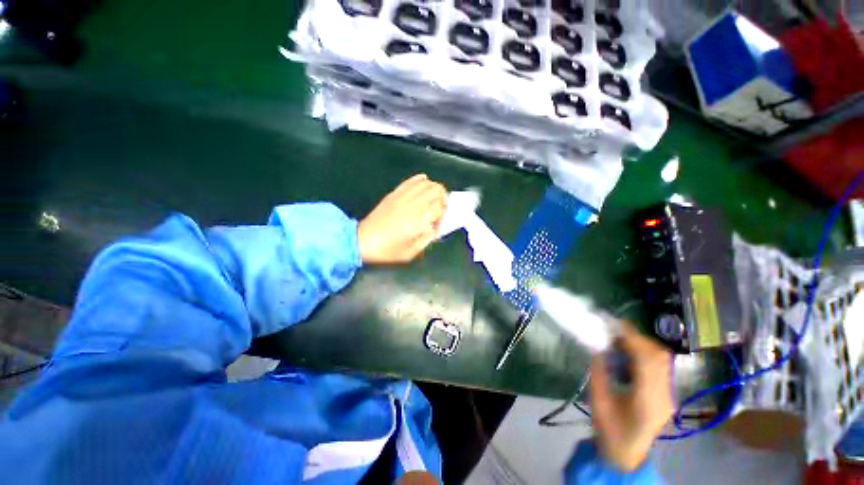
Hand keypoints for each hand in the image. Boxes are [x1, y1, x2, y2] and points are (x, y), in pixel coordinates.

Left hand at [358, 174, 446, 263]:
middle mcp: (413, 203)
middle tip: (440, 210)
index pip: (440, 208)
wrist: (363, 241)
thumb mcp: (412, 251)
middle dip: (443, 199)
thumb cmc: (387, 249)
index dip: (443, 216)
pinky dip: (420, 180)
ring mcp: (403, 196)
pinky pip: (411, 181)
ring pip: (426, 183)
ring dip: (434, 189)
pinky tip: (423, 182)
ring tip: (433, 199)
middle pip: (437, 190)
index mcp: (419, 218)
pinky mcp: (394, 193)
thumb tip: (435, 229)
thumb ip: (427, 239)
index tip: (438, 224)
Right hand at [590, 321, 673, 471]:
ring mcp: (669, 395)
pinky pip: (660, 365)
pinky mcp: (667, 393)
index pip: (646, 362)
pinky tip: (628, 352)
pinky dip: (644, 352)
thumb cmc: (609, 430)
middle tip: (612, 329)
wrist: (627, 453)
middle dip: (636, 337)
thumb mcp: (597, 400)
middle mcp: (664, 396)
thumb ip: (598, 372)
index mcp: (646, 402)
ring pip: (662, 359)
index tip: (613, 324)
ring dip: (640, 343)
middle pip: (659, 357)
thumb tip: (597, 346)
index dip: (631, 339)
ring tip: (618, 339)